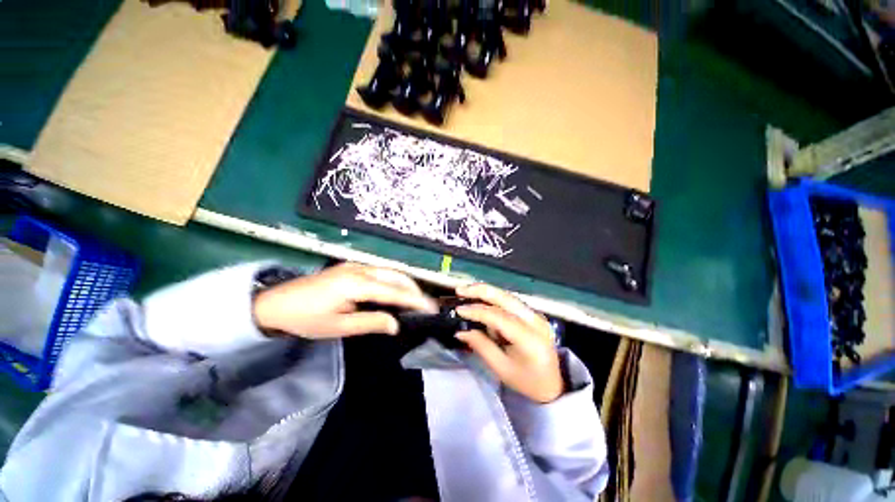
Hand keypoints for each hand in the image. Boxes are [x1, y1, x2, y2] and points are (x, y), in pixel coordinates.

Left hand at [253, 263, 436, 338]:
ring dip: (405, 283)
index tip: (431, 307)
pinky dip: (393, 280)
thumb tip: (396, 324)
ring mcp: (355, 265)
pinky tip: (395, 291)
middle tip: (426, 304)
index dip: (414, 299)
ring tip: (415, 299)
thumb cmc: (305, 318)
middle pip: (396, 275)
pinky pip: (380, 271)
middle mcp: (360, 269)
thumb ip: (370, 322)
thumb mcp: (338, 326)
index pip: (394, 290)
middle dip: (414, 288)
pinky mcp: (351, 267)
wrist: (274, 303)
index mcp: (356, 284)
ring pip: (389, 271)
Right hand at [455, 284, 562, 403]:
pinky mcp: (533, 314)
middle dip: (482, 291)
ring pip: (508, 296)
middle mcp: (535, 321)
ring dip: (487, 292)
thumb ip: (481, 346)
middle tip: (460, 290)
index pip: (499, 317)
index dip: (477, 311)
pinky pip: (511, 302)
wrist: (553, 385)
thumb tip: (460, 331)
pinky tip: (482, 300)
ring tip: (467, 292)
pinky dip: (495, 299)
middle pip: (506, 298)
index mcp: (529, 339)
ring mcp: (537, 315)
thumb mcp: (501, 369)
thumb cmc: (527, 381)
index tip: (459, 310)